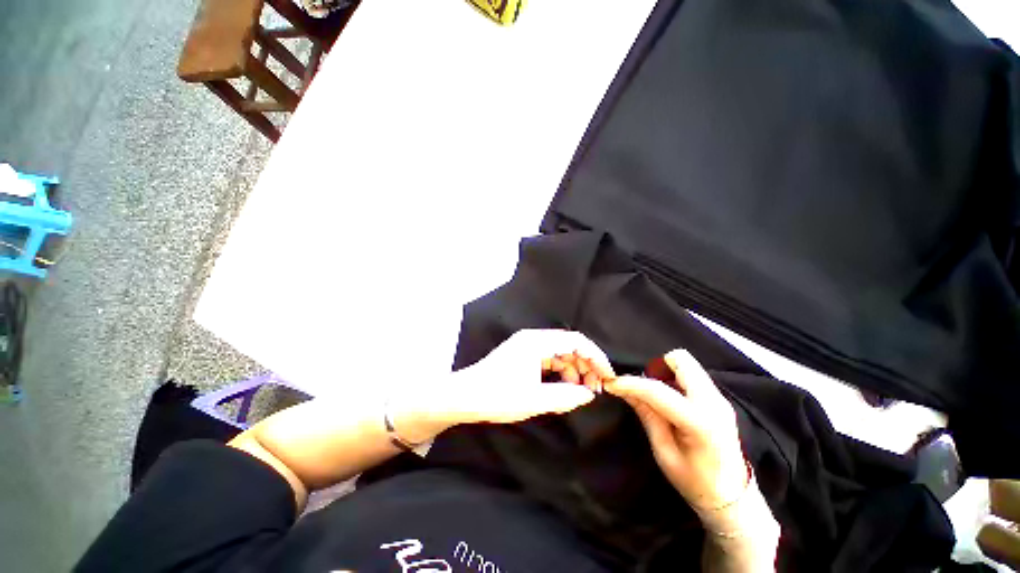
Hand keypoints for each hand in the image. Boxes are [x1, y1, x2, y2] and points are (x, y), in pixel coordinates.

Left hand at [393, 330, 615, 441]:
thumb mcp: (534, 399)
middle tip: (595, 389)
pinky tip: (563, 388)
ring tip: (581, 391)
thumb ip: (565, 396)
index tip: (608, 376)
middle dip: (585, 365)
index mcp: (536, 342)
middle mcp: (533, 339)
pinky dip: (560, 372)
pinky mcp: (522, 356)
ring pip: (559, 353)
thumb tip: (589, 395)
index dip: (595, 357)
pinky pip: (548, 360)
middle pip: (568, 345)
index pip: (575, 341)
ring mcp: (526, 347)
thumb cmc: (497, 396)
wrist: (463, 397)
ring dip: (573, 370)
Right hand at [605, 349, 748, 510]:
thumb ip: (647, 415)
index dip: (630, 384)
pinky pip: (691, 375)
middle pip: (680, 360)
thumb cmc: (694, 481)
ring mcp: (719, 398)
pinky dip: (675, 380)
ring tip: (656, 397)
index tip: (611, 383)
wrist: (732, 497)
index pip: (657, 390)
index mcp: (700, 422)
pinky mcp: (718, 398)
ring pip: (686, 365)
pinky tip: (670, 402)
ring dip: (665, 373)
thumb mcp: (664, 452)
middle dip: (655, 368)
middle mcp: (713, 402)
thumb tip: (623, 390)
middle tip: (643, 388)